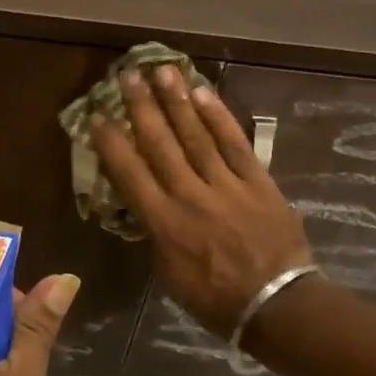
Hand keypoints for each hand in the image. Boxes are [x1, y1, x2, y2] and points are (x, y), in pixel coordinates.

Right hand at [91, 65, 312, 337]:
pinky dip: (219, 117)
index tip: (98, 116)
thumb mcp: (169, 275)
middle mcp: (190, 195)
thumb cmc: (215, 299)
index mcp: (164, 223)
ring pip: (196, 135)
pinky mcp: (257, 181)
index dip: (112, 143)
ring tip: (162, 71)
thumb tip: (147, 205)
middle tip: (127, 75)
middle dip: (142, 107)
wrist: (278, 304)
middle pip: (161, 144)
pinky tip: (204, 93)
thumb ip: (155, 235)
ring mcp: (226, 185)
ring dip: (177, 101)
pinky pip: (235, 143)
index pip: (130, 174)